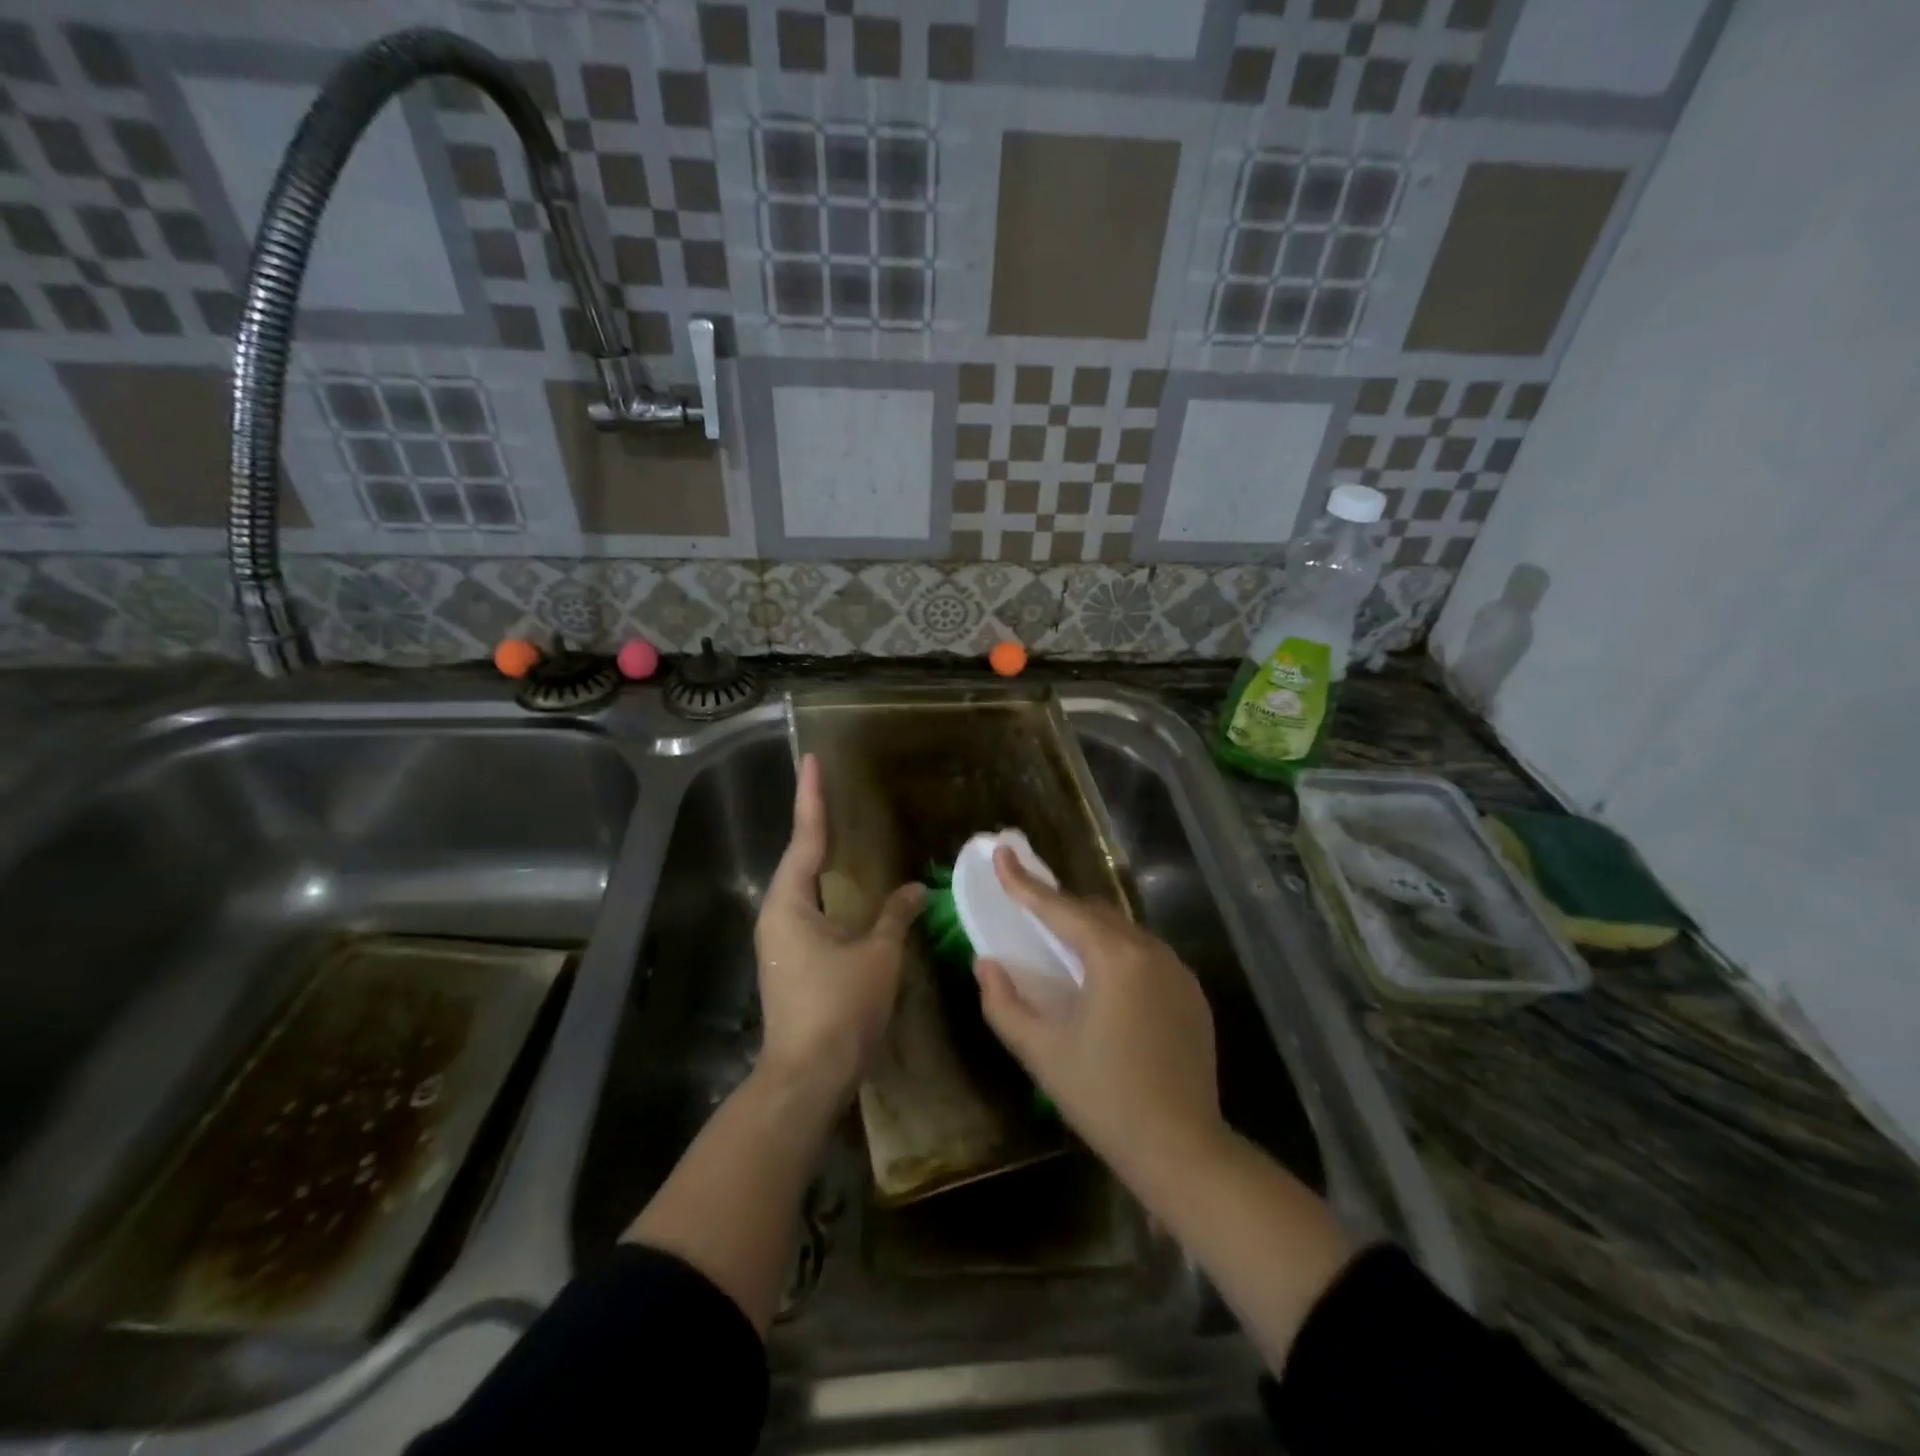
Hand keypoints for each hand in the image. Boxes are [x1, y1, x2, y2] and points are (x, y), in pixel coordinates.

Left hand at [753, 753, 923, 1110]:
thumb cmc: (840, 1006)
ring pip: (804, 888)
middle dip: (816, 824)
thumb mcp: (878, 954)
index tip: (812, 760)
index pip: (806, 837)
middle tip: (830, 790)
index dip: (812, 797)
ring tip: (839, 830)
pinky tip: (847, 893)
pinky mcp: (790, 963)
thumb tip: (917, 890)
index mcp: (791, 903)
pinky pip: (811, 912)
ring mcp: (780, 942)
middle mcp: (777, 915)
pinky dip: (829, 892)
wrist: (807, 1076)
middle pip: (799, 858)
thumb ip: (896, 915)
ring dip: (821, 859)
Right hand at [974, 848, 1223, 1181]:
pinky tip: (1104, 980)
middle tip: (1027, 906)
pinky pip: (1146, 955)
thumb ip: (1004, 1003)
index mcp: (1113, 957)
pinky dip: (1118, 953)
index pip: (1059, 908)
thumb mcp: (1041, 1052)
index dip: (1024, 882)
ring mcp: (1178, 970)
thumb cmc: (1103, 1097)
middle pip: (1095, 912)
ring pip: (1123, 931)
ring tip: (1061, 944)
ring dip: (1090, 929)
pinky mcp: (1192, 993)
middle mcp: (1150, 950)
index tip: (1001, 853)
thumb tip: (986, 963)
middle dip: (1059, 905)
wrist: (1181, 1149)